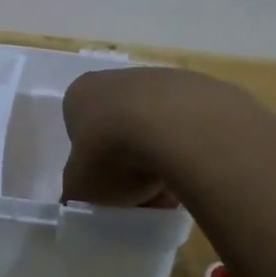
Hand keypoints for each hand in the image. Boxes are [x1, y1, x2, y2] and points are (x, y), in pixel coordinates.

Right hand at [60, 67, 222, 208]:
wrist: (176, 127)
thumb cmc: (112, 154)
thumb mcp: (80, 188)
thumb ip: (76, 192)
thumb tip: (79, 198)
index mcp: (80, 94)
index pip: (81, 131)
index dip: (93, 163)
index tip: (108, 187)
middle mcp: (116, 79)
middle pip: (120, 129)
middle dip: (130, 163)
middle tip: (141, 194)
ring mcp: (160, 79)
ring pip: (156, 129)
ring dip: (160, 158)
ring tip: (172, 190)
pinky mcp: (199, 87)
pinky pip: (187, 127)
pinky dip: (188, 150)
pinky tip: (194, 173)